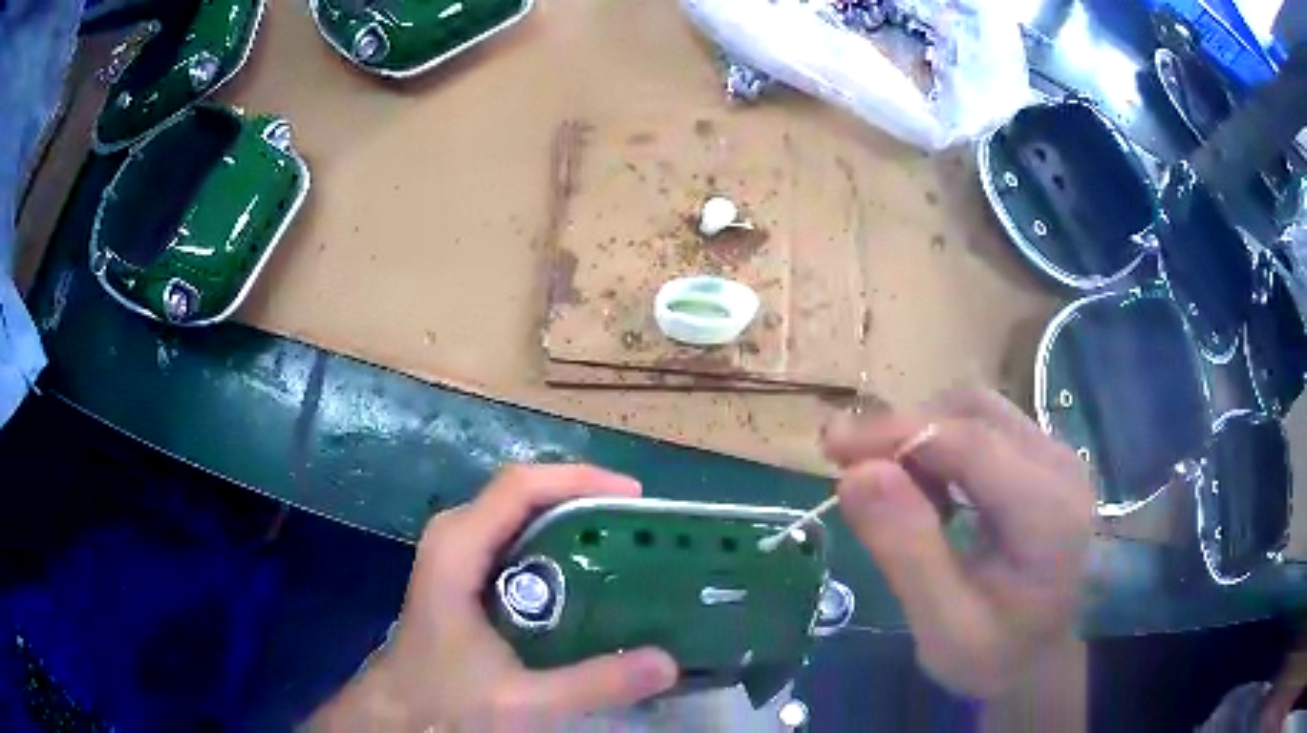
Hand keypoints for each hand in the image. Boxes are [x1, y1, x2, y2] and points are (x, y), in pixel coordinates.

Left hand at [308, 465, 678, 730]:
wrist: (399, 711)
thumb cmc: (446, 701)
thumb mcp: (522, 701)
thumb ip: (593, 684)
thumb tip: (668, 662)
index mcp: (458, 548)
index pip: (521, 486)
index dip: (579, 480)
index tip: (634, 499)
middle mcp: (454, 536)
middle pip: (524, 494)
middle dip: (583, 500)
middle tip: (638, 528)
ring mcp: (455, 553)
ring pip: (519, 515)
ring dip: (571, 521)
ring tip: (624, 546)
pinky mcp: (462, 573)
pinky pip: (514, 539)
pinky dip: (554, 544)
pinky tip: (586, 577)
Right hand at [823, 388, 1093, 698]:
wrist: (1039, 657)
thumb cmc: (992, 654)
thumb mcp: (941, 625)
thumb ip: (906, 550)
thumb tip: (855, 474)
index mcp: (1048, 512)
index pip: (970, 440)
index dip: (897, 433)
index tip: (831, 446)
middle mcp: (1061, 466)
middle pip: (973, 413)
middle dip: (906, 432)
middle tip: (853, 471)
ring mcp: (1056, 455)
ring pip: (976, 411)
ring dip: (922, 438)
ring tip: (891, 491)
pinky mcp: (1043, 457)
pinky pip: (984, 427)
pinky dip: (942, 446)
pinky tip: (927, 491)